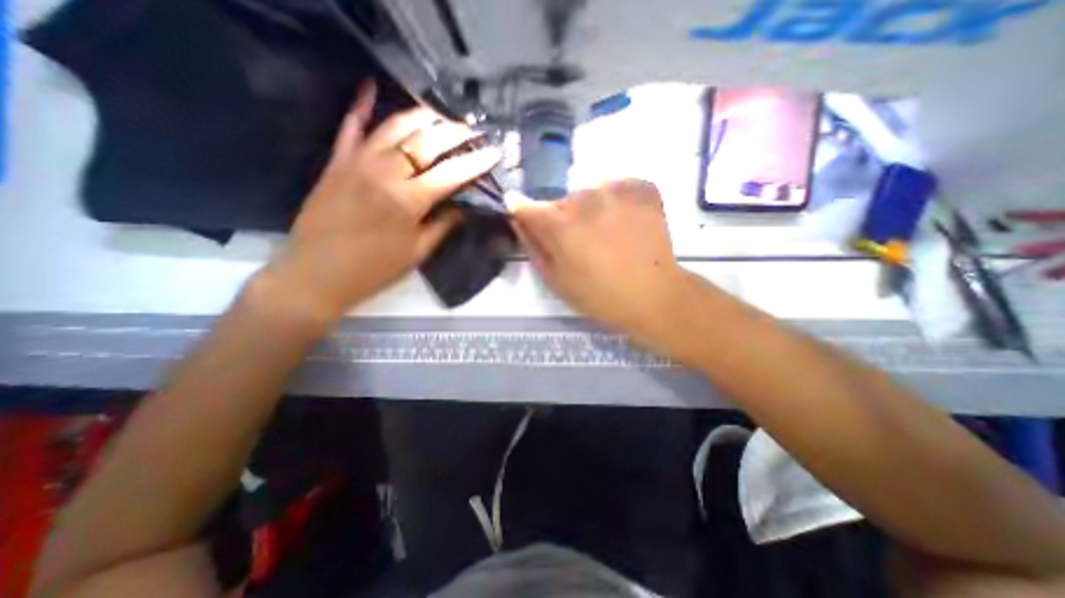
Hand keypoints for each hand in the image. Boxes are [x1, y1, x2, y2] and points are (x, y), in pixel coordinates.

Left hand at [262, 82, 504, 326]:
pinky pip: (349, 127)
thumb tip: (462, 208)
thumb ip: (442, 227)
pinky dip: (359, 106)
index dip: (476, 162)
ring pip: (394, 128)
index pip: (451, 174)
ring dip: (420, 116)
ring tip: (440, 112)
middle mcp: (386, 174)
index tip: (494, 151)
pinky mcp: (336, 162)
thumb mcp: (417, 254)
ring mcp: (358, 163)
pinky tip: (370, 87)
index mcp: (409, 201)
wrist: (317, 273)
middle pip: (426, 143)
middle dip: (454, 132)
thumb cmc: (374, 269)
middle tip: (472, 128)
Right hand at [504, 178, 690, 340]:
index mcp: (560, 225)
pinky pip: (617, 188)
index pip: (527, 206)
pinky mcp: (641, 187)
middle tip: (583, 244)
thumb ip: (533, 245)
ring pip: (590, 194)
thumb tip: (519, 220)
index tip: (522, 213)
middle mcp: (584, 198)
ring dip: (592, 210)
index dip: (522, 210)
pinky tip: (627, 224)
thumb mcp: (556, 280)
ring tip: (609, 236)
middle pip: (562, 203)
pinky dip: (618, 202)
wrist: (653, 295)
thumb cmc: (599, 295)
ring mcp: (616, 189)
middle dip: (565, 219)